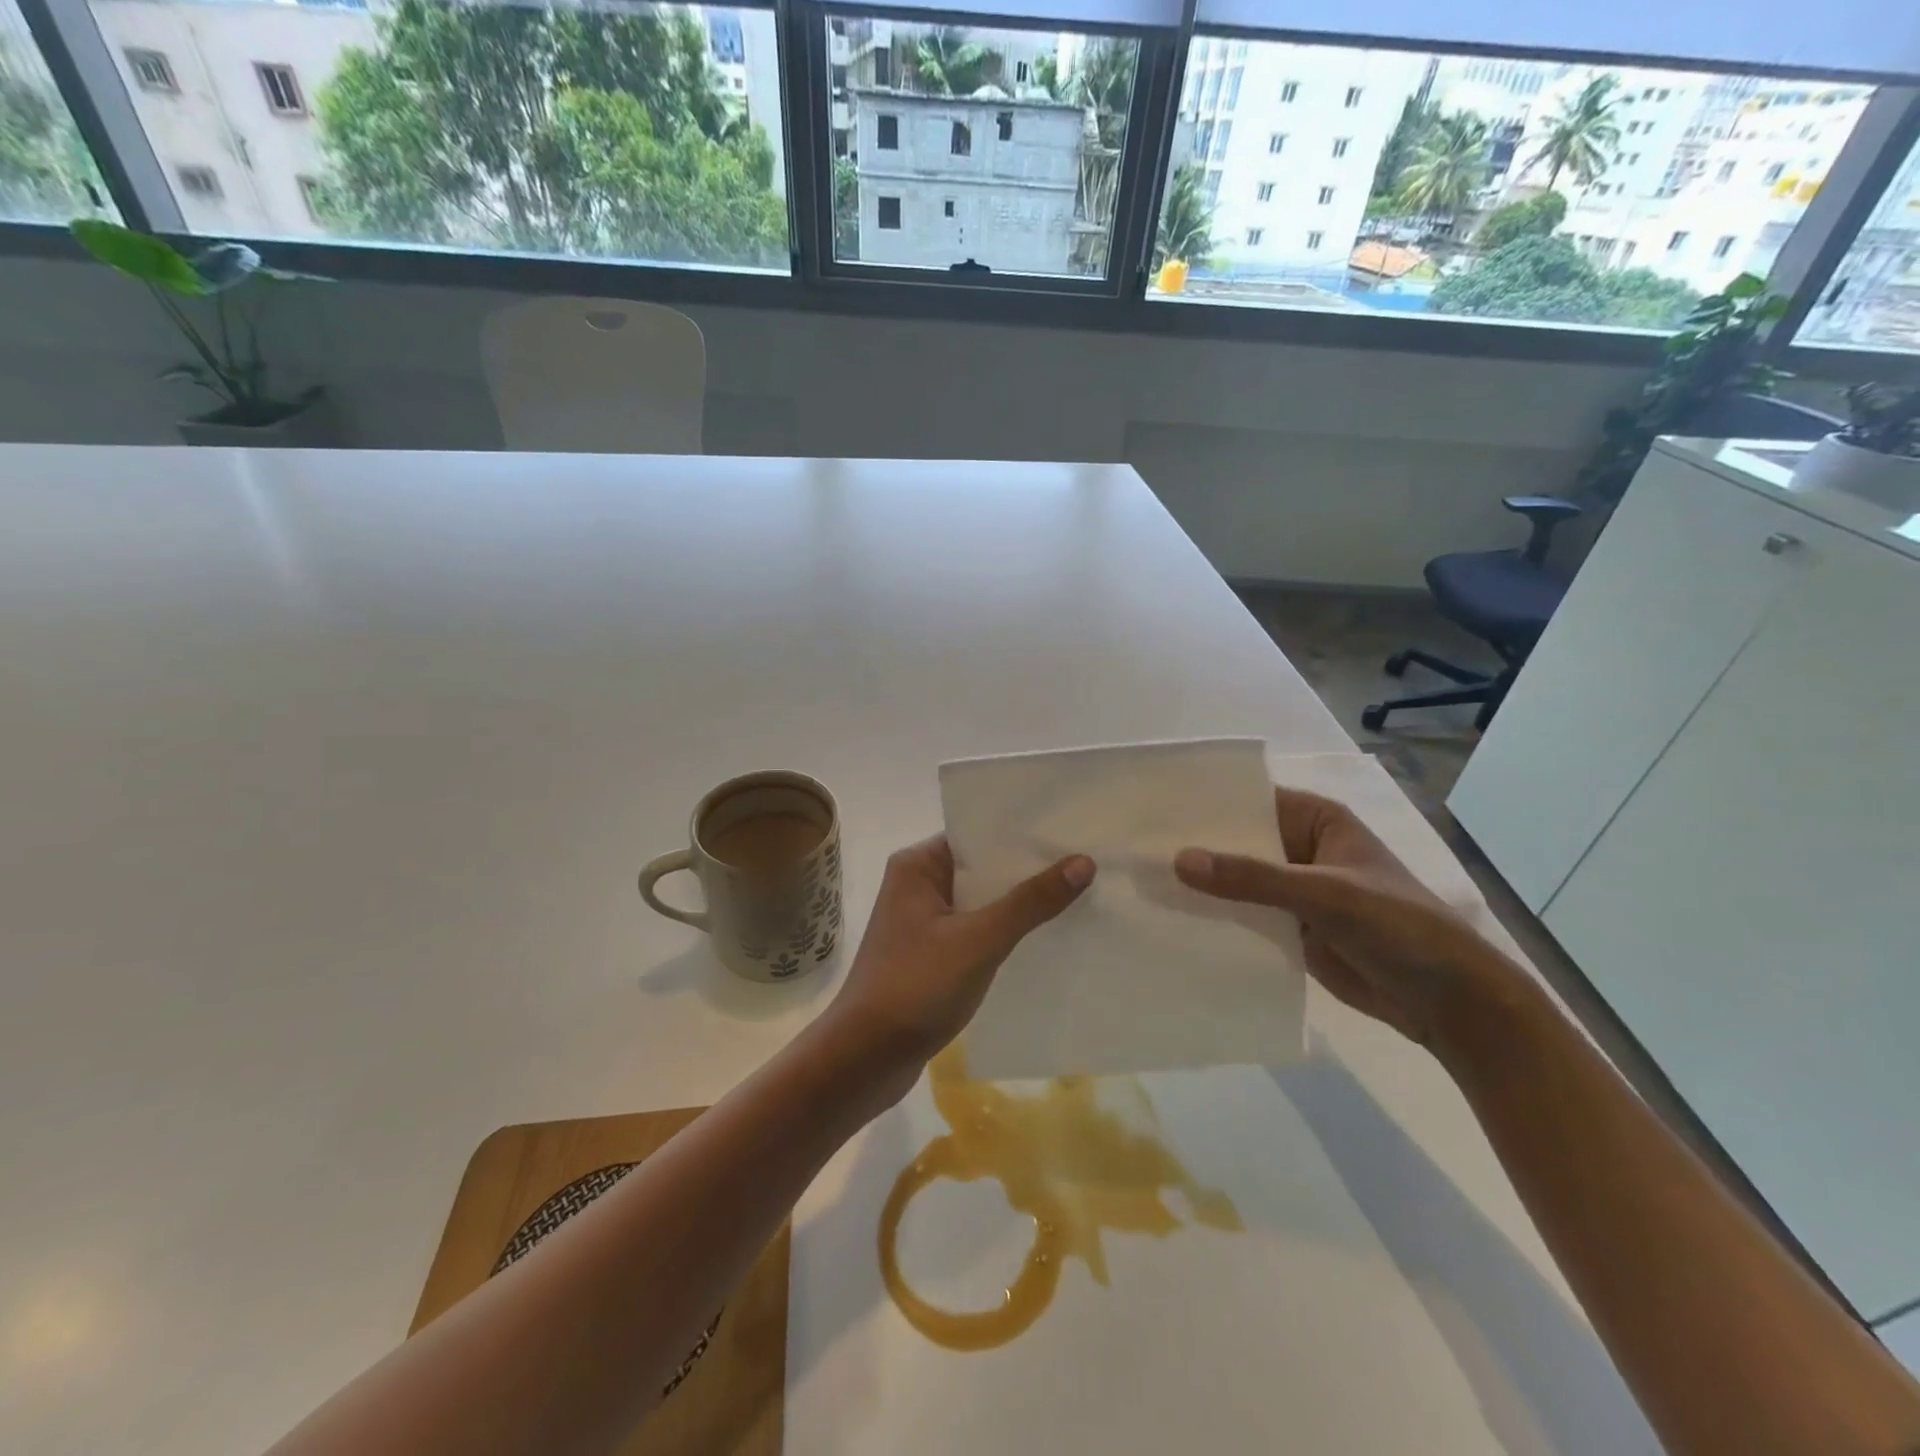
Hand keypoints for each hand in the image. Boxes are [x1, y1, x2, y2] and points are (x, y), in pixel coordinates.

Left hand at [825, 836, 1094, 1089]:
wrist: (865, 1058)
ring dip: (1018, 905)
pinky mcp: (930, 956)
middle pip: (982, 869)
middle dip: (1028, 871)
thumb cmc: (916, 986)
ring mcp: (922, 923)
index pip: (977, 836)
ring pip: (981, 904)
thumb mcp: (980, 940)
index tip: (1070, 833)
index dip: (1022, 836)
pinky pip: (974, 933)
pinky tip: (1044, 938)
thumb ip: (1031, 901)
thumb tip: (1083, 862)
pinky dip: (1004, 934)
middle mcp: (917, 885)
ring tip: (1078, 896)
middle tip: (1087, 863)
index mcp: (918, 865)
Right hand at [1173, 787, 1514, 1047]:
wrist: (1447, 1001)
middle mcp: (1300, 848)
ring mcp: (1293, 890)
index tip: (1154, 808)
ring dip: (1201, 885)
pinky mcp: (1289, 928)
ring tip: (1141, 880)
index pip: (1250, 800)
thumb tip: (1179, 860)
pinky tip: (1172, 918)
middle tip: (1135, 847)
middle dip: (1196, 846)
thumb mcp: (1324, 892)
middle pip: (1238, 841)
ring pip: (1236, 880)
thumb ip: (1252, 877)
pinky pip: (1244, 915)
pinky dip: (1215, 916)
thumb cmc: (1397, 926)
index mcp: (1316, 820)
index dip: (1205, 804)